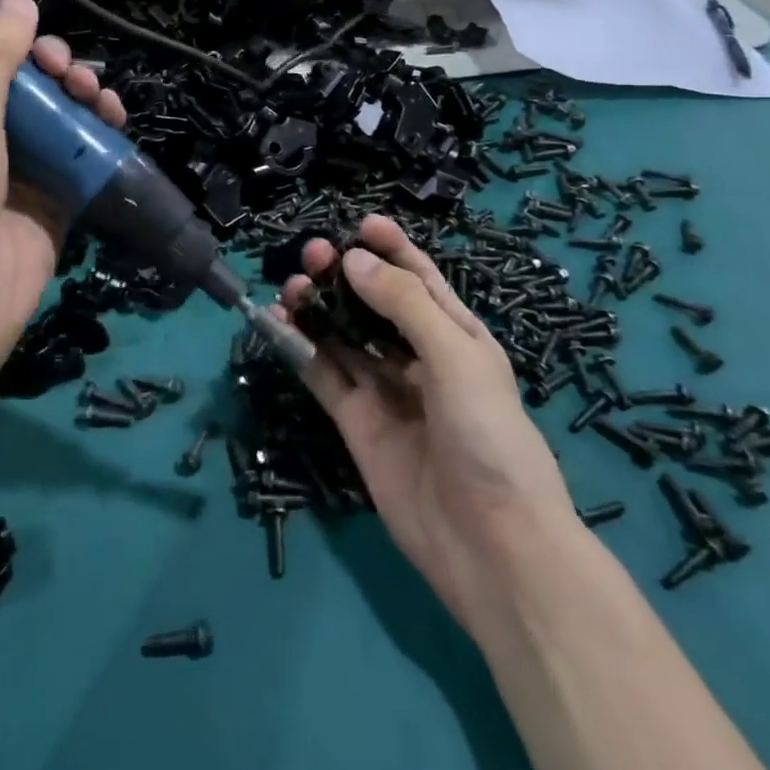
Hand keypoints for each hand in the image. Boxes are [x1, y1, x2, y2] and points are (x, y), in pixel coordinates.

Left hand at [0, 0, 125, 365]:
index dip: (13, 45)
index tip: (39, 42)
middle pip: (28, 88)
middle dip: (55, 71)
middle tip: (71, 72)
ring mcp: (20, 172)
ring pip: (59, 119)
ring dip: (81, 99)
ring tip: (97, 94)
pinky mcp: (53, 202)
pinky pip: (81, 158)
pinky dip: (99, 137)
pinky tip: (114, 120)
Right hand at [281, 216, 576, 620]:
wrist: (491, 546)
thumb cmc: (489, 436)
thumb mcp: (456, 356)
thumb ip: (403, 304)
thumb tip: (353, 260)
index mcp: (456, 335)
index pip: (419, 279)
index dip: (392, 248)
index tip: (360, 224)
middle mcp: (419, 357)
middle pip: (374, 303)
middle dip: (345, 274)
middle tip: (313, 255)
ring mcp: (386, 391)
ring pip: (344, 336)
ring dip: (318, 307)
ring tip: (291, 287)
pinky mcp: (357, 423)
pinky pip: (324, 375)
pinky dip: (300, 348)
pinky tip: (277, 325)